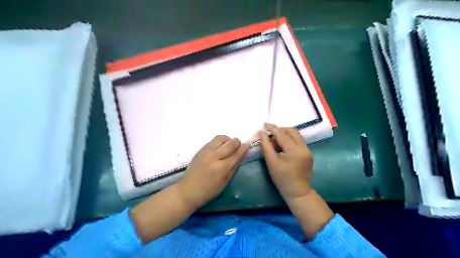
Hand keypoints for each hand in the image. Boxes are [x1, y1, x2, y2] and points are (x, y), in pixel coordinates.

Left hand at [177, 135, 250, 209]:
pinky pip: (213, 140)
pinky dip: (220, 141)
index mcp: (222, 168)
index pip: (236, 154)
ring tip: (229, 144)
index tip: (248, 144)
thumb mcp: (225, 181)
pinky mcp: (201, 149)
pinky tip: (221, 146)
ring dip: (228, 139)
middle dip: (237, 142)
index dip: (244, 148)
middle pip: (230, 143)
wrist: (188, 190)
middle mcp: (214, 156)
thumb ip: (234, 166)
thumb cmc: (209, 190)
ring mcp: (206, 151)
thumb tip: (241, 155)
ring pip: (221, 138)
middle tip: (239, 144)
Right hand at [260, 123, 313, 199]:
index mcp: (294, 150)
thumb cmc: (282, 179)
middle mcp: (304, 147)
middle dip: (280, 130)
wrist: (298, 192)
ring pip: (296, 135)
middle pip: (291, 131)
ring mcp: (308, 150)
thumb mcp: (271, 162)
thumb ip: (266, 146)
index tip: (264, 124)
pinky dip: (290, 140)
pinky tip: (283, 146)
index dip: (272, 128)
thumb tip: (262, 133)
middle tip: (269, 134)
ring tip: (275, 140)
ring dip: (285, 134)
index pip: (282, 134)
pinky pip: (298, 141)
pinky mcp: (309, 153)